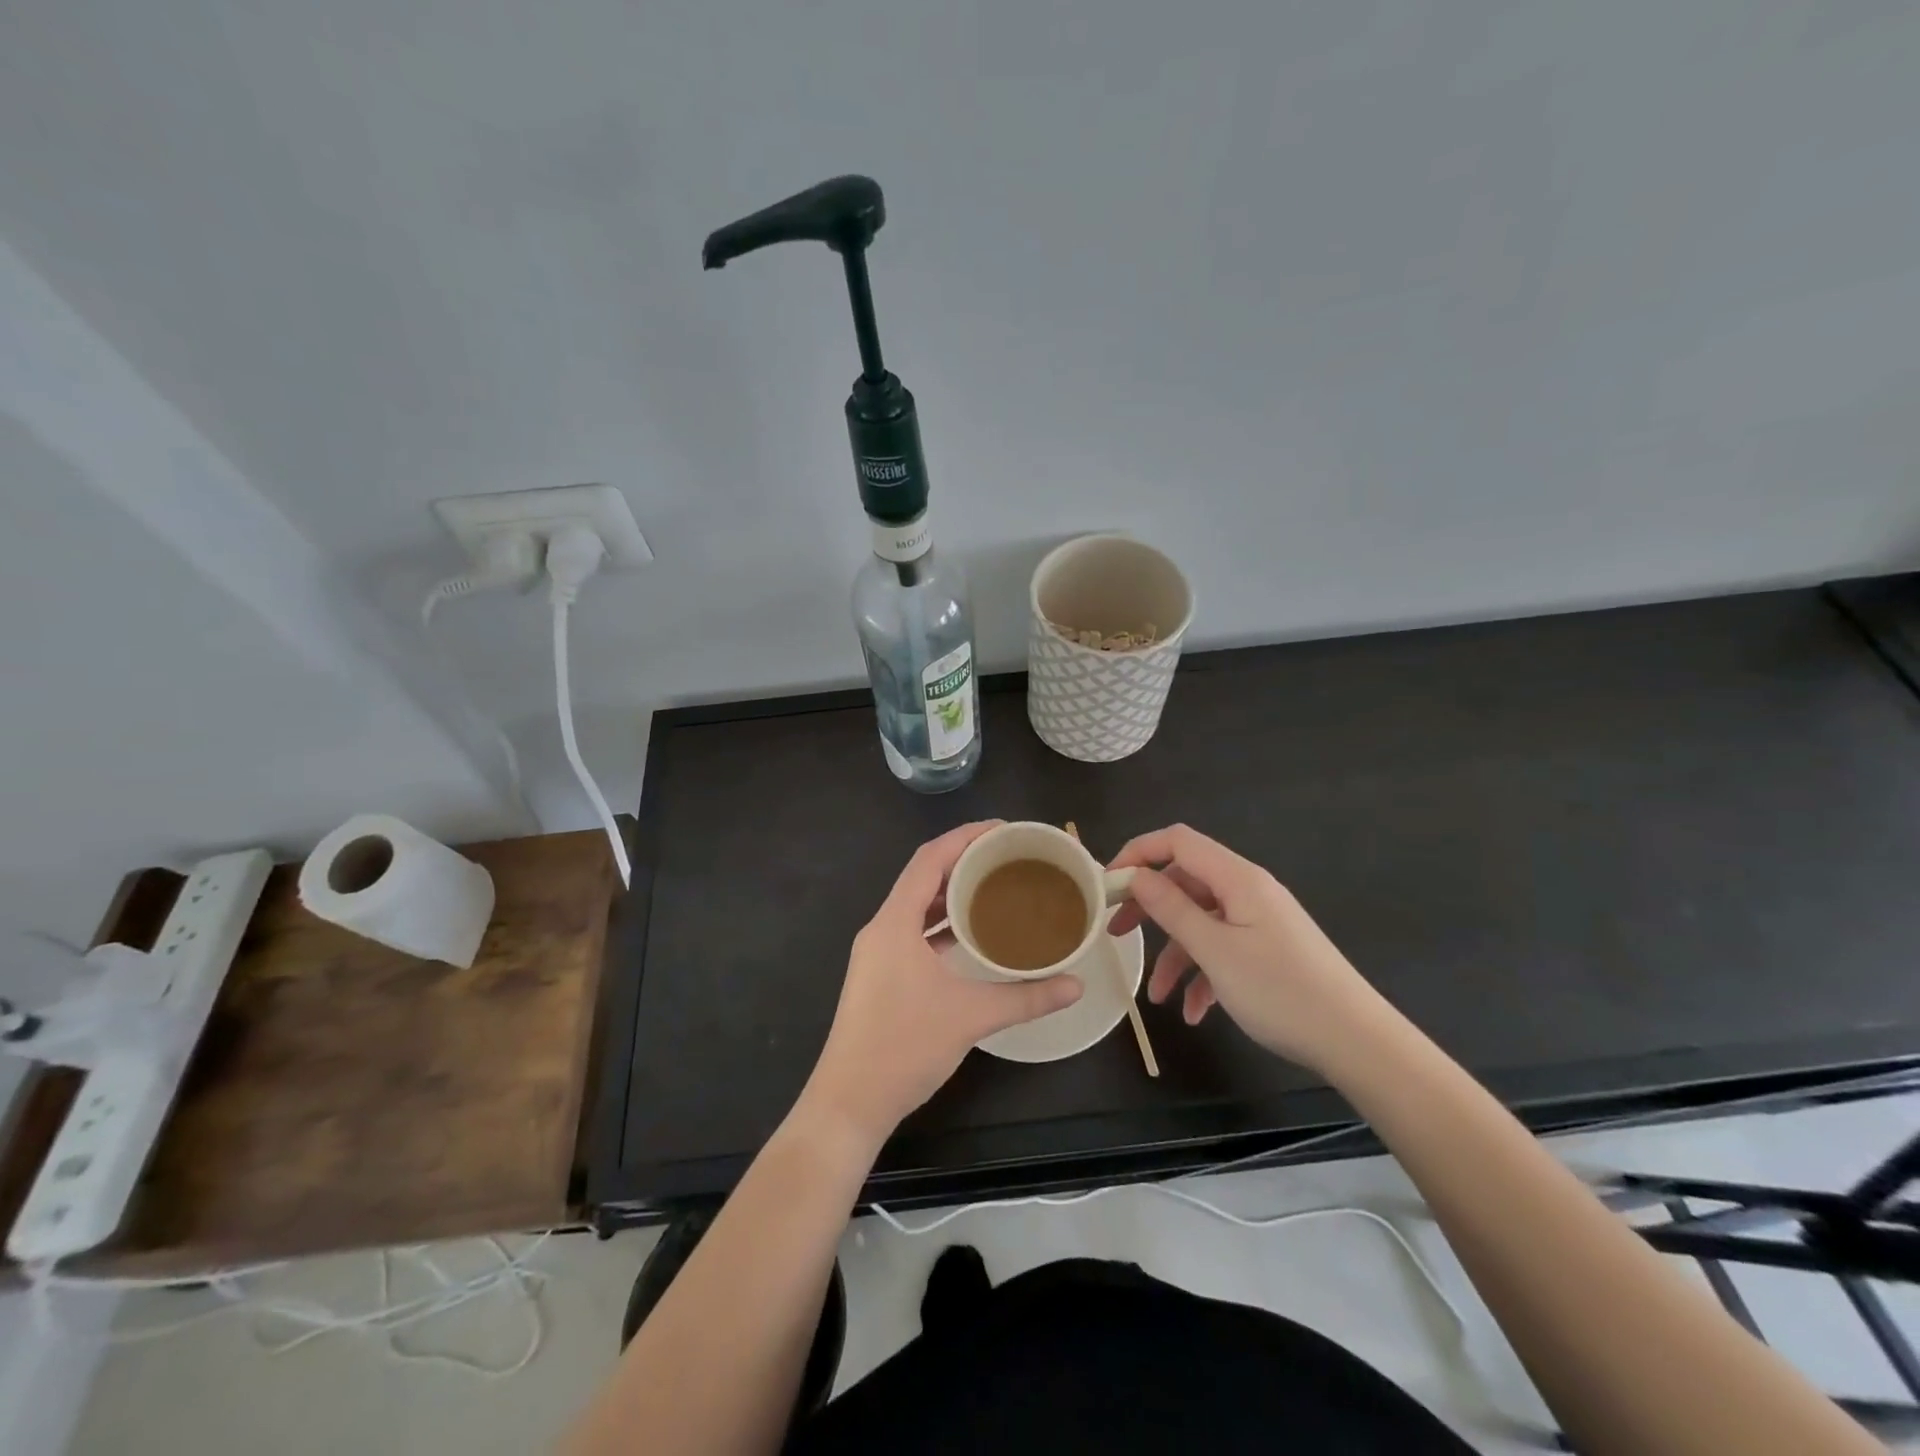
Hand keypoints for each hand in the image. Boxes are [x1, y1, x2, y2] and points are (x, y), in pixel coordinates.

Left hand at [801, 822, 1081, 1146]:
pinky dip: (942, 924)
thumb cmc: (904, 1047)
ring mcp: (878, 953)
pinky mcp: (881, 974)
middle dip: (963, 861)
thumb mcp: (971, 1017)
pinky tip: (972, 933)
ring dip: (952, 893)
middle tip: (1007, 856)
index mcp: (894, 923)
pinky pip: (914, 931)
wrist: (849, 1102)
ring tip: (996, 886)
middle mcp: (882, 928)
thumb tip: (1076, 985)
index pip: (929, 860)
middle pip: (923, 878)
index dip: (964, 837)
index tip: (1001, 829)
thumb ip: (1026, 997)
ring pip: (917, 906)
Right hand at [1106, 824, 1386, 1073]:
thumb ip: (1171, 908)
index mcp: (1237, 879)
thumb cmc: (1280, 991)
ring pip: (1202, 922)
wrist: (1356, 1042)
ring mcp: (1260, 921)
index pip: (1178, 841)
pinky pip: (1223, 949)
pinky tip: (1195, 1012)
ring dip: (1175, 955)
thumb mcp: (1214, 951)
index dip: (1138, 852)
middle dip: (1148, 907)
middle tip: (1116, 932)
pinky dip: (1203, 975)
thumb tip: (1136, 876)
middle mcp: (1248, 891)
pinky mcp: (1268, 950)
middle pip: (1185, 882)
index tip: (1106, 883)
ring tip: (1158, 998)